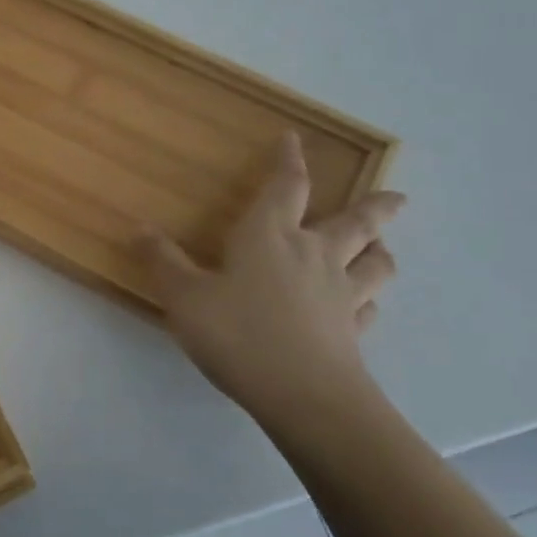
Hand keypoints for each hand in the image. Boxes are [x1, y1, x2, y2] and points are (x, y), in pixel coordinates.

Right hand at [138, 131, 404, 426]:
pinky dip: (369, 300)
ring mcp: (340, 294)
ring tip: (382, 247)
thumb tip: (139, 227)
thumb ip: (163, 261)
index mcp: (270, 236)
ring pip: (374, 264)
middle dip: (375, 206)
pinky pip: (369, 308)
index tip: (294, 139)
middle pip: (355, 222)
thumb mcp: (184, 297)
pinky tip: (363, 305)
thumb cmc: (238, 334)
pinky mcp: (353, 332)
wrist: (304, 398)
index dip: (289, 160)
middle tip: (397, 196)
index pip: (286, 186)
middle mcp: (313, 255)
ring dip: (381, 251)